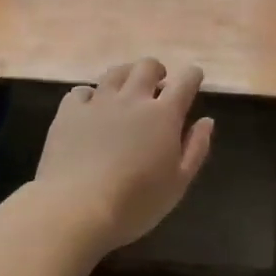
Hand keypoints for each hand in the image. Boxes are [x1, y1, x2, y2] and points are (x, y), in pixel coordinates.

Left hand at [35, 58, 215, 253]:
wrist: (77, 208)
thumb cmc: (136, 202)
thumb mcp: (178, 183)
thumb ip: (196, 148)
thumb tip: (206, 121)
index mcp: (163, 115)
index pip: (185, 82)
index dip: (192, 75)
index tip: (194, 76)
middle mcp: (132, 99)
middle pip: (147, 67)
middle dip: (157, 70)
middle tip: (158, 83)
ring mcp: (98, 102)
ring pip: (115, 73)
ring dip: (126, 75)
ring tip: (127, 88)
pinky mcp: (69, 113)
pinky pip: (81, 92)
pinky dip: (90, 95)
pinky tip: (91, 107)